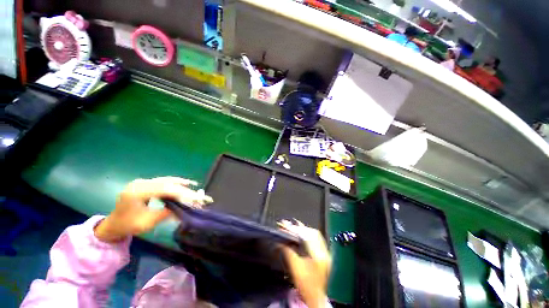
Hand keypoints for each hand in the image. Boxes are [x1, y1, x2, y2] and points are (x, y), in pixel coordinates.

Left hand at [94, 177, 212, 242]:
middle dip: (184, 189)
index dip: (182, 193)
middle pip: (167, 183)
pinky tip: (184, 183)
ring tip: (194, 186)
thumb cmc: (128, 226)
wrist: (113, 224)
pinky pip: (163, 181)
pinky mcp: (145, 183)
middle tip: (197, 194)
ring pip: (166, 180)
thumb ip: (166, 213)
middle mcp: (139, 183)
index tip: (195, 198)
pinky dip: (174, 183)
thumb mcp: (147, 223)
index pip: (165, 189)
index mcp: (136, 192)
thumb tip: (185, 208)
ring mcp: (142, 182)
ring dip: (181, 183)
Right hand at [279, 220, 331, 307]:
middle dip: (300, 228)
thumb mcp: (295, 268)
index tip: (286, 225)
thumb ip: (287, 251)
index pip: (306, 236)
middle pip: (313, 233)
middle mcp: (324, 253)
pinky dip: (308, 235)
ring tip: (295, 227)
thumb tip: (280, 241)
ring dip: (305, 230)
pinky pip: (317, 240)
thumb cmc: (305, 286)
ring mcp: (326, 254)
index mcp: (318, 257)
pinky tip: (302, 234)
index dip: (295, 229)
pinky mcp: (324, 256)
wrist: (314, 299)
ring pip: (316, 235)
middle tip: (290, 225)